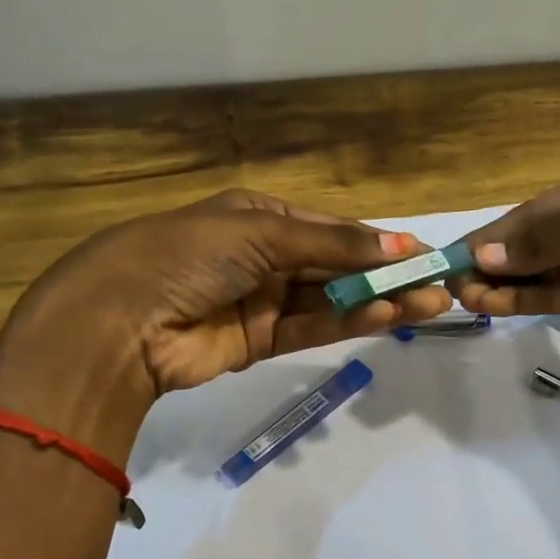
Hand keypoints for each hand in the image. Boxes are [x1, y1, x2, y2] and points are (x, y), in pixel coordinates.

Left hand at [0, 189, 451, 445]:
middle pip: (338, 266)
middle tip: (438, 286)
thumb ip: (332, 244)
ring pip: (332, 300)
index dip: (378, 241)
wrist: (121, 322)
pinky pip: (313, 328)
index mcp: (259, 216)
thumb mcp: (261, 233)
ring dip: (378, 302)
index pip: (332, 228)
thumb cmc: (188, 255)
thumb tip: (399, 243)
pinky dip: (349, 324)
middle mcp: (265, 256)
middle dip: (387, 275)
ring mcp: (263, 301)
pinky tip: (387, 317)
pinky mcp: (261, 342)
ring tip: (428, 305)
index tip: (423, 254)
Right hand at [452, 153, 559, 357]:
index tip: (454, 254)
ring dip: (505, 284)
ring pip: (542, 273)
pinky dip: (530, 300)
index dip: (495, 234)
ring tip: (466, 298)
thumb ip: (548, 235)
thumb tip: (486, 256)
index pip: (535, 210)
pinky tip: (497, 304)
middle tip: (451, 283)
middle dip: (495, 261)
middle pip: (534, 242)